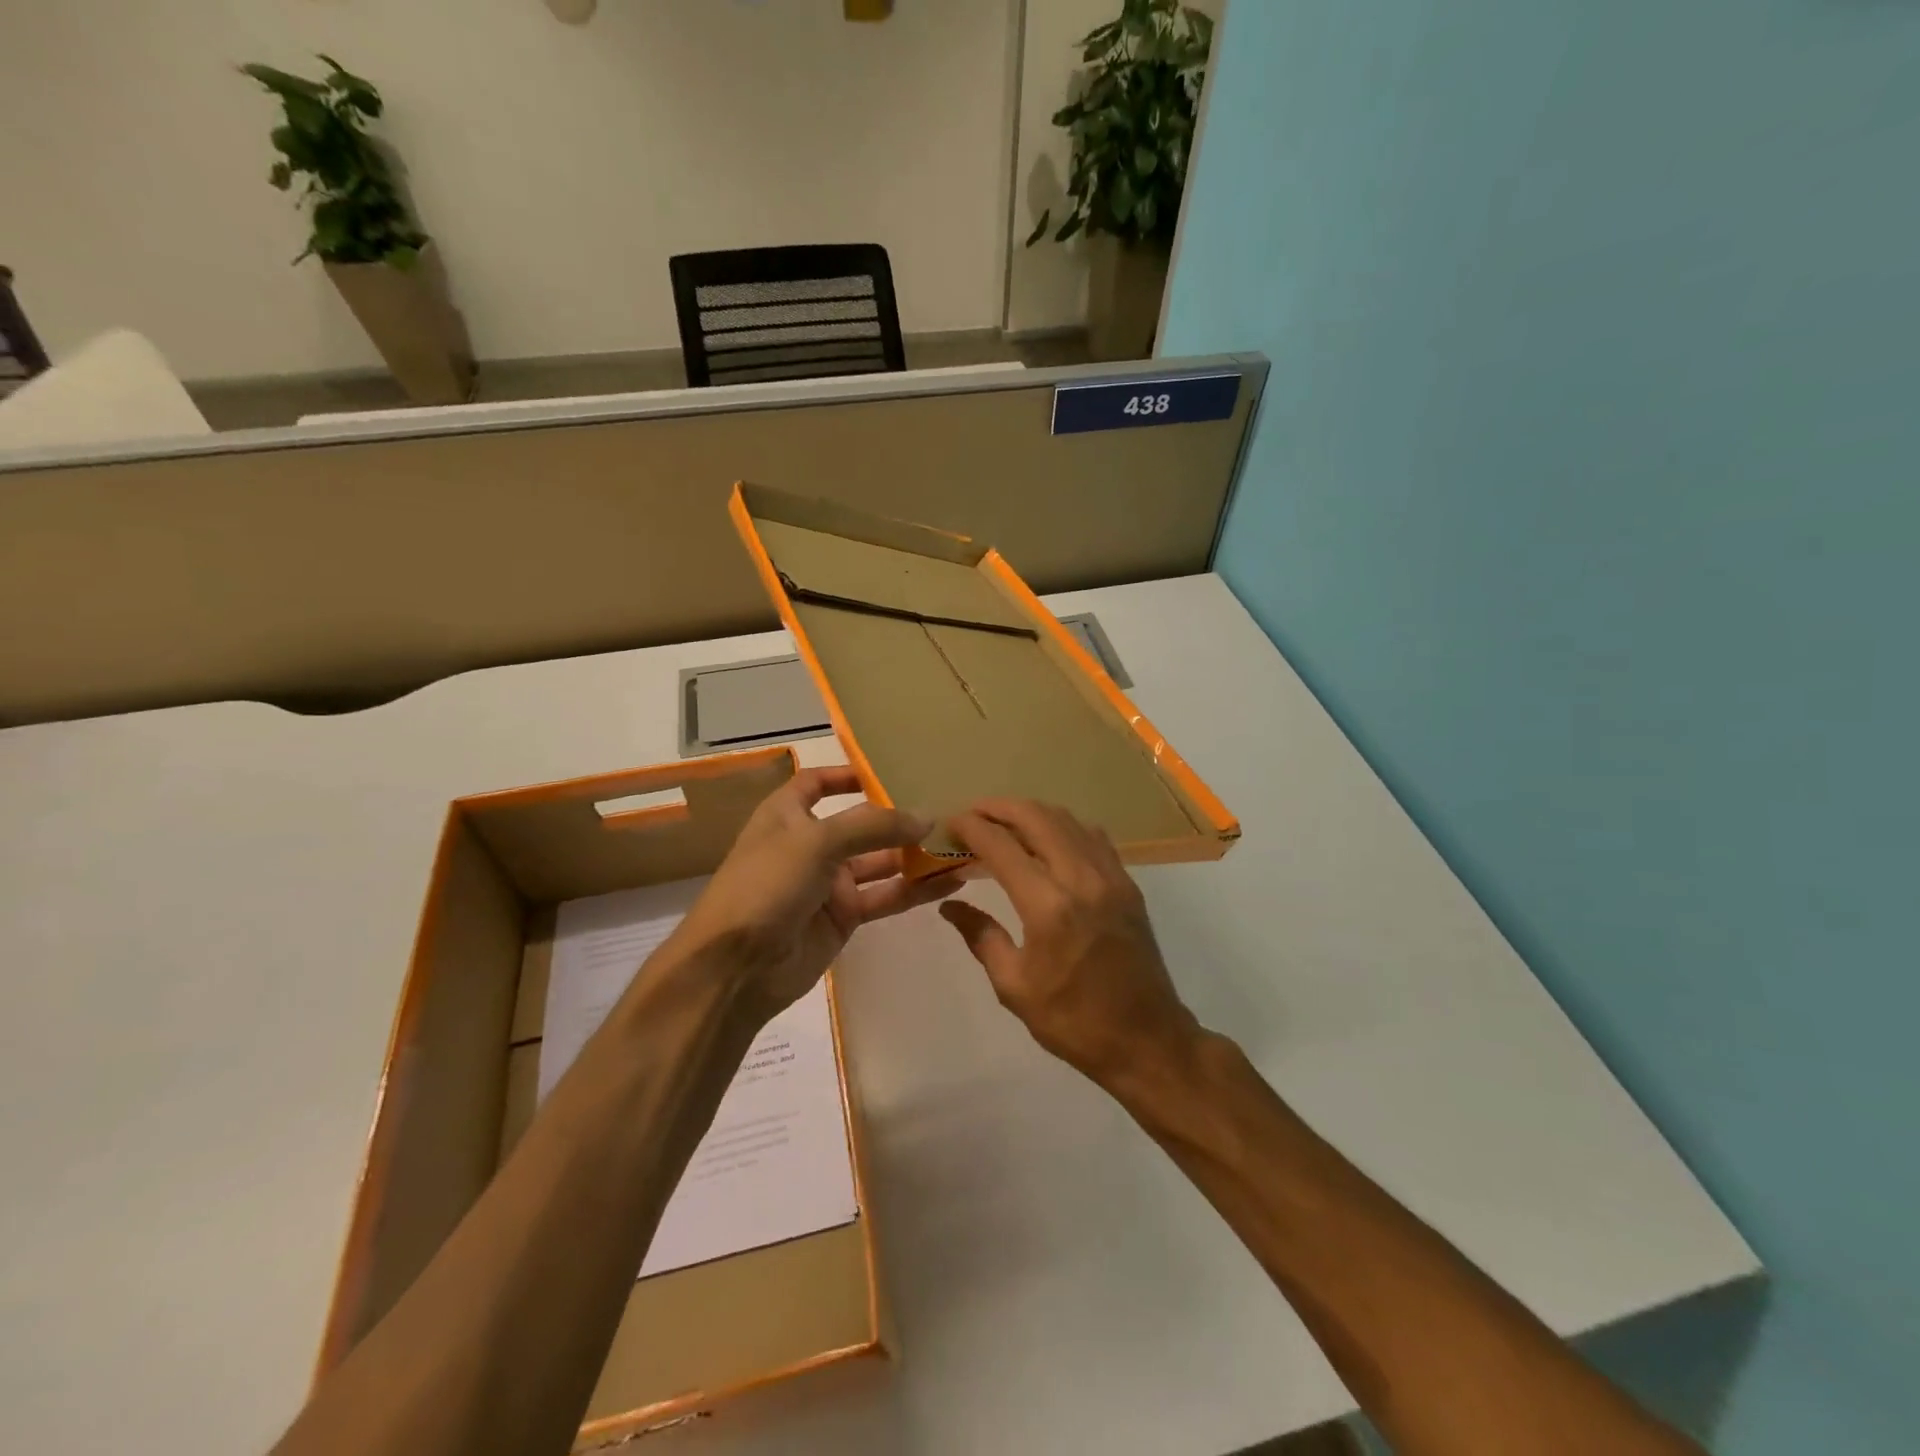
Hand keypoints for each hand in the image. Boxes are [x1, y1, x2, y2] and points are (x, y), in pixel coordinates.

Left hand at [666, 766, 959, 1021]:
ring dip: (916, 854)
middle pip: (861, 823)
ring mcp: (829, 882)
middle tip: (948, 808)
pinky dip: (916, 890)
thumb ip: (873, 827)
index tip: (890, 769)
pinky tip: (952, 881)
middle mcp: (810, 844)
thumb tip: (927, 818)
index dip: (847, 774)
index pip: (816, 783)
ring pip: (881, 861)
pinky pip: (886, 896)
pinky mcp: (845, 917)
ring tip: (961, 843)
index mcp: (787, 815)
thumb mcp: (816, 842)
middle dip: (899, 817)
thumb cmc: (766, 885)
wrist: (736, 968)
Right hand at [939, 799, 1200, 1085]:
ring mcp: (1110, 876)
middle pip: (1036, 817)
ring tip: (1005, 821)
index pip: (1001, 846)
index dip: (971, 827)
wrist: (1146, 1039)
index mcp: (1048, 906)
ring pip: (1067, 819)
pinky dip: (1063, 826)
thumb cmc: (1073, 1020)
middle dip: (999, 807)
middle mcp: (1081, 878)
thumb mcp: (1014, 986)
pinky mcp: (1127, 883)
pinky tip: (1048, 838)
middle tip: (973, 813)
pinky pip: (1092, 836)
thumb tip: (949, 905)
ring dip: (1031, 812)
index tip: (950, 822)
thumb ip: (981, 936)